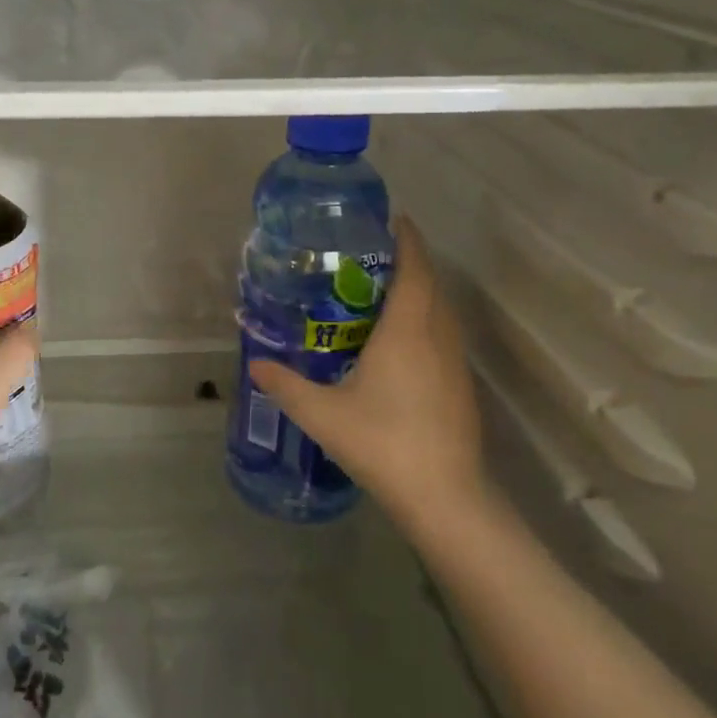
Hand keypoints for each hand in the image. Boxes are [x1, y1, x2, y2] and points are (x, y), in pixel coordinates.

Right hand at [247, 215, 484, 536]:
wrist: (444, 497)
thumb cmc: (383, 443)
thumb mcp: (322, 414)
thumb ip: (285, 385)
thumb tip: (255, 364)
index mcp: (407, 331)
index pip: (414, 269)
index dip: (407, 240)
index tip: (394, 220)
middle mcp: (436, 336)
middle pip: (431, 284)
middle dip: (410, 262)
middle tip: (373, 256)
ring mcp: (455, 362)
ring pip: (442, 310)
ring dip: (421, 291)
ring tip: (383, 292)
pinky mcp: (461, 385)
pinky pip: (444, 334)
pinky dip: (426, 320)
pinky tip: (400, 341)